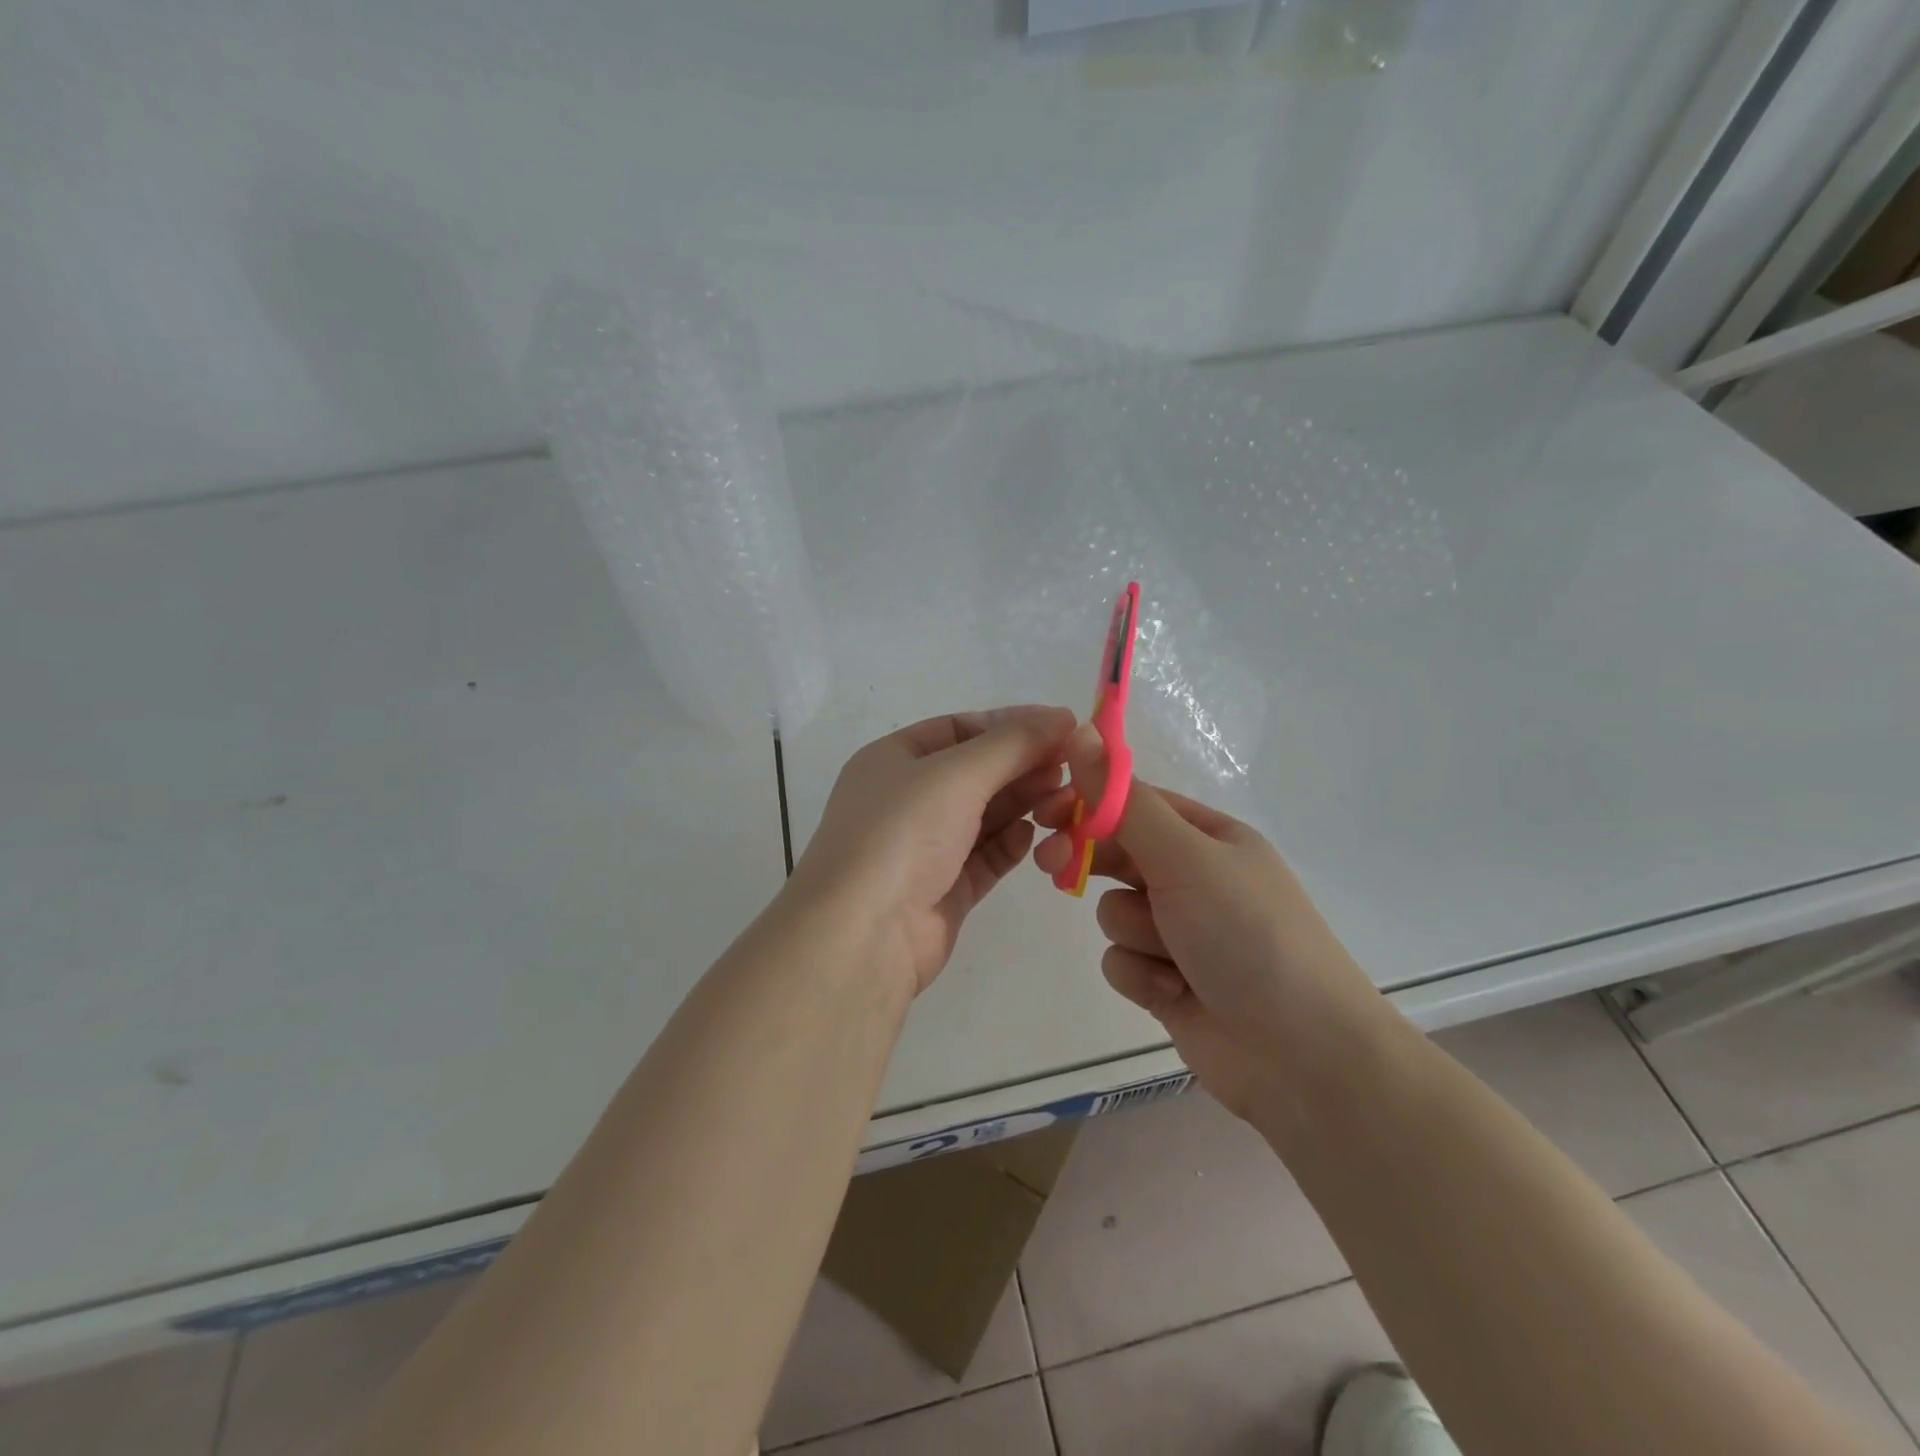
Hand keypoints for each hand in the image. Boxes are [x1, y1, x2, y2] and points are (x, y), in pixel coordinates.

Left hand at [793, 706, 1075, 996]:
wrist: (864, 934)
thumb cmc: (902, 833)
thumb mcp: (957, 773)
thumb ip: (1013, 743)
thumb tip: (1062, 716)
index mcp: (894, 759)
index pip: (960, 728)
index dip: (1010, 725)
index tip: (1061, 727)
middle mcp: (907, 799)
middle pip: (977, 772)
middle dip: (1023, 766)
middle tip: (1072, 768)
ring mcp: (924, 847)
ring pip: (985, 815)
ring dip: (1024, 804)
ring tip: (1064, 800)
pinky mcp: (943, 889)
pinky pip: (985, 857)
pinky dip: (1010, 844)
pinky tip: (1033, 837)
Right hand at [1034, 729, 1382, 1120]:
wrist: (1301, 1056)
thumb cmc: (1248, 935)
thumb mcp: (1185, 858)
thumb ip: (1125, 802)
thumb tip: (1082, 733)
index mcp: (1208, 837)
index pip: (1133, 802)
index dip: (1087, 803)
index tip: (1045, 811)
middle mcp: (1194, 879)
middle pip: (1117, 854)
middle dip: (1089, 862)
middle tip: (1051, 865)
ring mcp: (1181, 933)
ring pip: (1116, 912)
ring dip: (1134, 933)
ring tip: (1172, 957)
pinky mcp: (1167, 981)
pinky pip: (1122, 962)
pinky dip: (1142, 976)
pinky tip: (1174, 993)